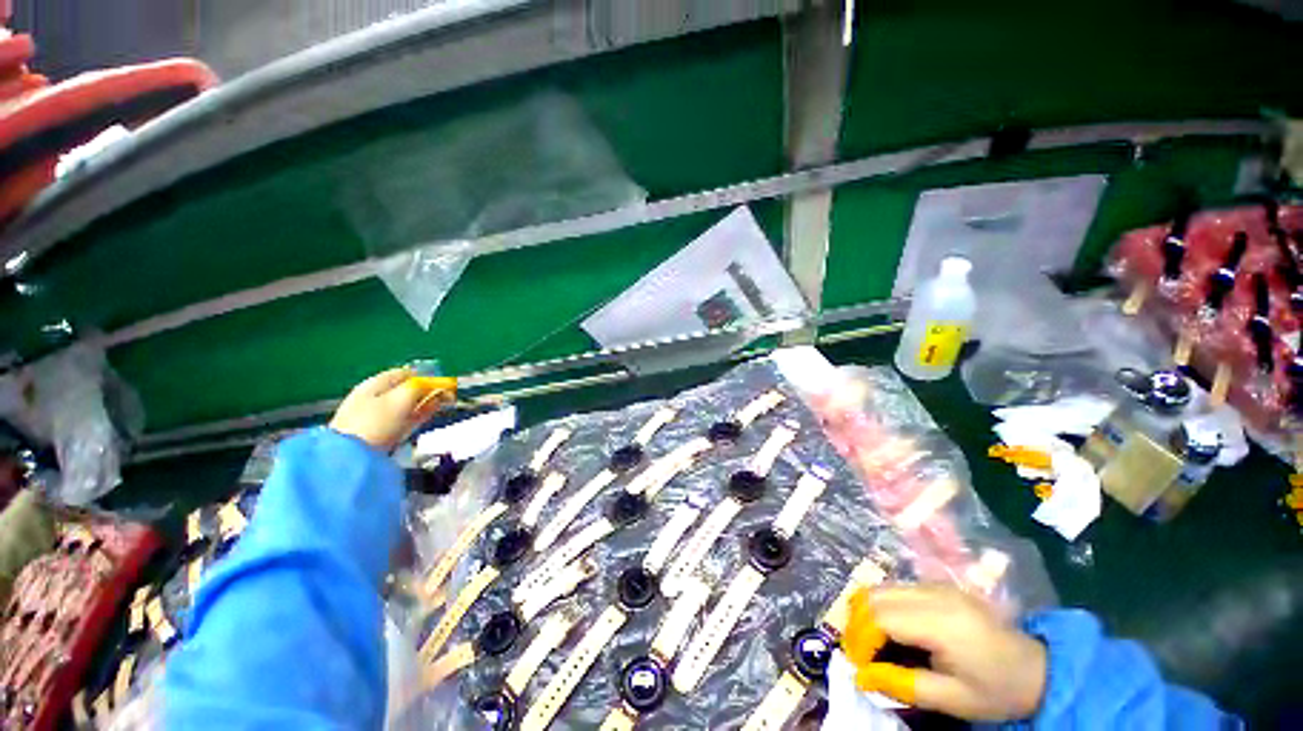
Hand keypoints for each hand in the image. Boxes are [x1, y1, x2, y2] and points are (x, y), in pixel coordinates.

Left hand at [329, 368, 450, 450]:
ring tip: (437, 408)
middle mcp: (372, 395)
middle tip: (445, 398)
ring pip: (404, 405)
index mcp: (375, 383)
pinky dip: (413, 417)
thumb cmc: (376, 423)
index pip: (407, 373)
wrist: (350, 457)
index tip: (445, 385)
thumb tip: (435, 383)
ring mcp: (372, 414)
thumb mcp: (402, 399)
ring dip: (422, 405)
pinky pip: (399, 419)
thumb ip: (420, 387)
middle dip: (426, 392)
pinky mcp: (375, 431)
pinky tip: (422, 420)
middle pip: (405, 389)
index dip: (428, 377)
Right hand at [847, 584, 1046, 721]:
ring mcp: (935, 585)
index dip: (860, 637)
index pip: (880, 616)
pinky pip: (895, 589)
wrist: (1037, 670)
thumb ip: (903, 685)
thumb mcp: (951, 700)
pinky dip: (881, 607)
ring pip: (881, 588)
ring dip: (867, 613)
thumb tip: (859, 677)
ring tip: (871, 643)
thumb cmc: (996, 690)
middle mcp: (934, 594)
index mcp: (942, 622)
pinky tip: (890, 631)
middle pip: (874, 595)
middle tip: (860, 653)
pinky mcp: (936, 585)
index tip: (857, 663)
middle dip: (858, 623)